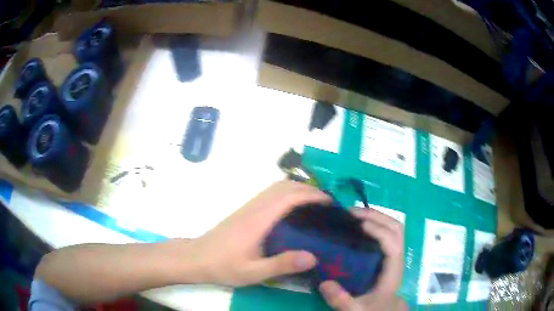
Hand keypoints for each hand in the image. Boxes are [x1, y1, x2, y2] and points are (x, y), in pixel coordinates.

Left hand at [190, 180, 330, 285]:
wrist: (196, 258)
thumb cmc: (223, 266)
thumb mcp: (253, 272)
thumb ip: (282, 265)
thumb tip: (314, 257)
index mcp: (259, 219)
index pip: (289, 197)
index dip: (312, 195)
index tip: (330, 202)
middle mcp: (254, 208)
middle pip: (284, 186)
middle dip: (308, 189)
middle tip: (326, 205)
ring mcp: (248, 207)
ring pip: (276, 188)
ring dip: (297, 189)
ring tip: (314, 205)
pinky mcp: (245, 211)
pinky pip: (270, 195)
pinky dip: (286, 194)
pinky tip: (292, 211)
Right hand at [319, 208, 405, 310]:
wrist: (383, 309)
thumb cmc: (372, 308)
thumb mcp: (356, 309)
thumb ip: (342, 300)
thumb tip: (325, 283)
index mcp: (393, 271)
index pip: (393, 244)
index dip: (379, 231)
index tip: (358, 225)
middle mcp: (397, 258)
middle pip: (396, 228)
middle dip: (376, 216)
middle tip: (351, 213)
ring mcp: (394, 254)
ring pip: (393, 227)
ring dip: (376, 216)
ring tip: (353, 214)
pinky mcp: (388, 253)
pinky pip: (387, 231)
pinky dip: (375, 222)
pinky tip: (358, 224)